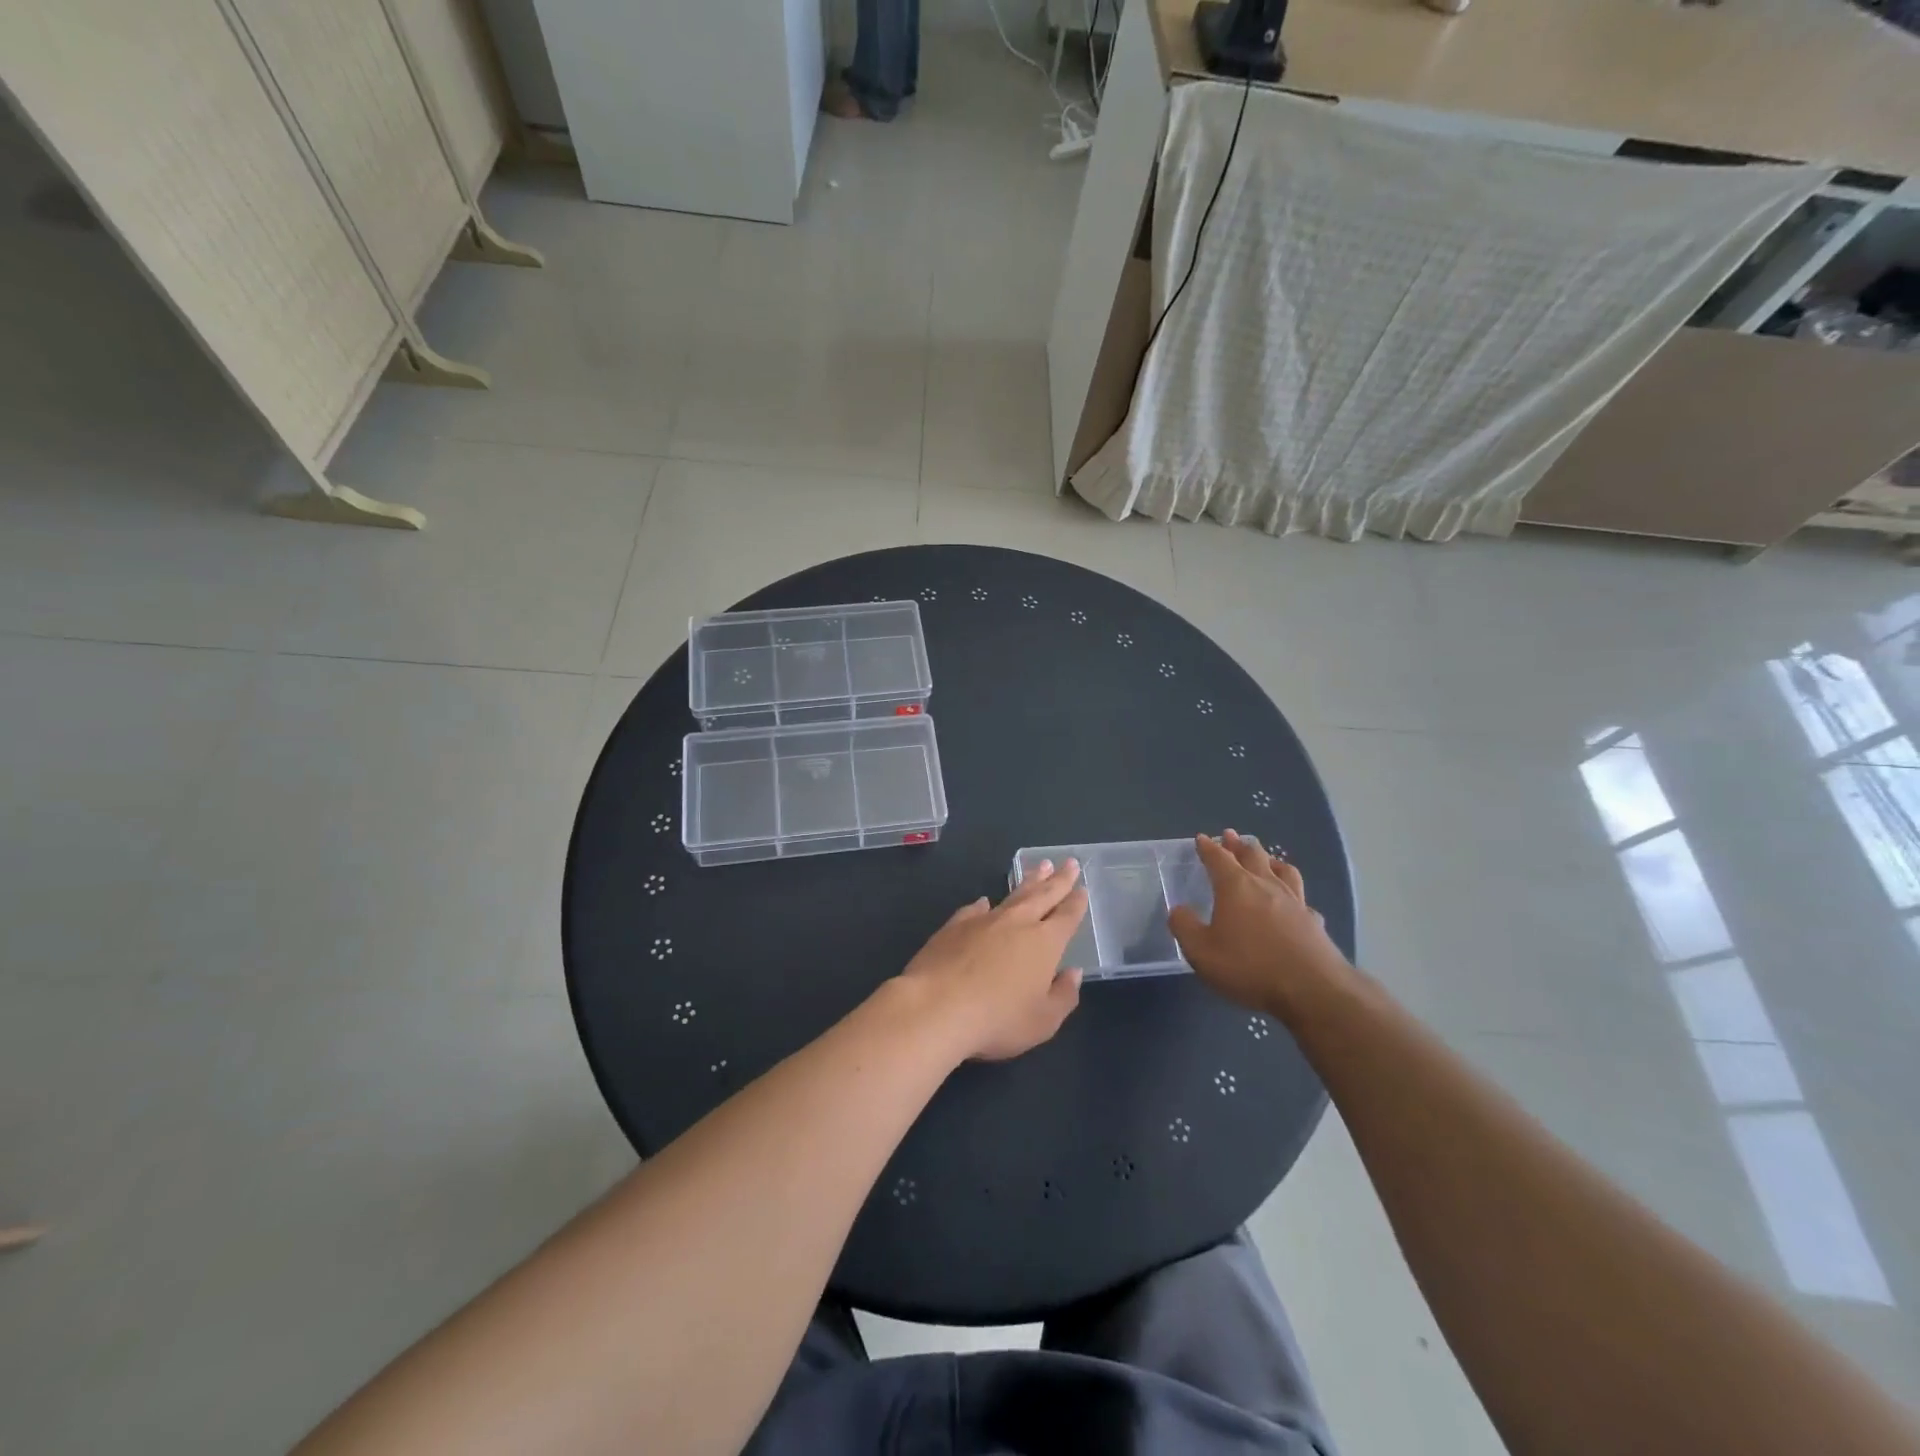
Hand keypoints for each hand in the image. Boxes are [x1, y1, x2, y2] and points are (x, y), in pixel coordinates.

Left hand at [897, 859, 1088, 1061]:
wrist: (937, 1006)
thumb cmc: (998, 1019)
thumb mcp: (1043, 1021)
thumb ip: (1063, 996)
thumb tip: (1073, 973)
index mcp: (1045, 943)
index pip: (1066, 916)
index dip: (1076, 902)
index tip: (1082, 887)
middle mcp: (1017, 923)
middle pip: (1043, 895)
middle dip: (1058, 879)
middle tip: (1068, 862)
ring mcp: (984, 921)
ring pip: (1012, 895)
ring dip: (1028, 881)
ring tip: (1038, 866)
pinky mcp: (954, 926)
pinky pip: (975, 909)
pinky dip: (983, 904)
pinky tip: (985, 901)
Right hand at [1168, 831, 1350, 1020]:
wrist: (1311, 990)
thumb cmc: (1249, 966)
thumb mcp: (1201, 952)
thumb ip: (1185, 927)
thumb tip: (1178, 910)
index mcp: (1236, 887)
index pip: (1218, 858)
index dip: (1208, 847)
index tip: (1202, 838)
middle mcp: (1266, 886)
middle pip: (1253, 856)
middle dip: (1239, 844)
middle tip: (1231, 835)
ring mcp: (1294, 902)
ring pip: (1283, 870)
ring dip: (1270, 860)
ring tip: (1266, 858)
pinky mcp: (1314, 922)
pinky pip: (1302, 899)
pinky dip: (1294, 894)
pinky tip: (1294, 902)